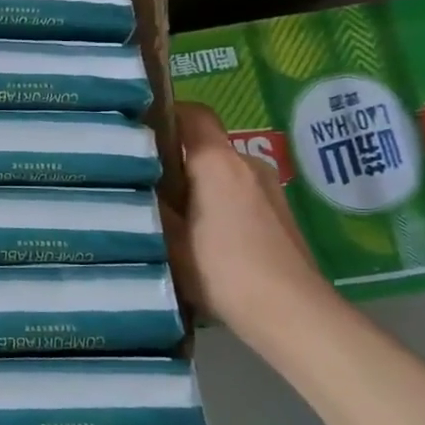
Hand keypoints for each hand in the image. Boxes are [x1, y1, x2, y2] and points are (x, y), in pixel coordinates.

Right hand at [164, 103, 335, 345]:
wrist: (290, 311)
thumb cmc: (222, 270)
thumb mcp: (170, 240)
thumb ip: (152, 206)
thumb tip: (134, 185)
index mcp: (218, 163)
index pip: (194, 115)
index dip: (167, 112)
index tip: (141, 127)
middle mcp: (248, 165)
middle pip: (207, 146)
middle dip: (177, 159)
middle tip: (145, 180)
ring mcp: (270, 188)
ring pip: (223, 172)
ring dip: (199, 185)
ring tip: (171, 213)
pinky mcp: (280, 213)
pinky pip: (239, 192)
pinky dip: (218, 202)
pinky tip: (202, 234)